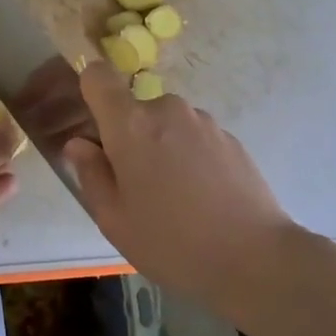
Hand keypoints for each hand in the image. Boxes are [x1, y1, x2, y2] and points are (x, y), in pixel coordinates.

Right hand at [63, 61, 297, 300]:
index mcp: (130, 125)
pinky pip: (195, 138)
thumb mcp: (114, 219)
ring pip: (167, 125)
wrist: (254, 258)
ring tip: (174, 198)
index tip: (93, 126)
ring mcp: (203, 122)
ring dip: (162, 148)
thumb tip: (80, 144)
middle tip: (136, 186)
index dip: (89, 91)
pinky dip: (190, 158)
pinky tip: (202, 199)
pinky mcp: (231, 138)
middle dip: (129, 137)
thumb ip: (91, 173)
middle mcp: (167, 110)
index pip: (98, 76)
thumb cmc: (171, 242)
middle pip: (134, 109)